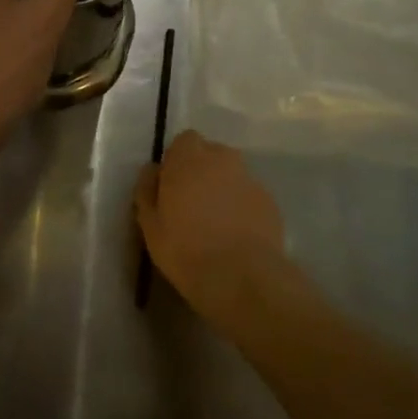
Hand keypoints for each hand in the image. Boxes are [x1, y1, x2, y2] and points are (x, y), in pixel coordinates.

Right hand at [135, 131, 290, 324]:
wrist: (242, 277)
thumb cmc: (185, 249)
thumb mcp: (150, 225)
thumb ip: (147, 190)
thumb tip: (153, 171)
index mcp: (189, 159)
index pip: (184, 141)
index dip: (177, 160)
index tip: (171, 186)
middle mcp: (222, 160)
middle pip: (210, 154)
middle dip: (201, 171)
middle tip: (191, 204)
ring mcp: (250, 179)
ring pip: (231, 175)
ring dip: (222, 188)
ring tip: (215, 222)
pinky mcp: (270, 202)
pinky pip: (248, 196)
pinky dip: (241, 207)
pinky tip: (235, 235)